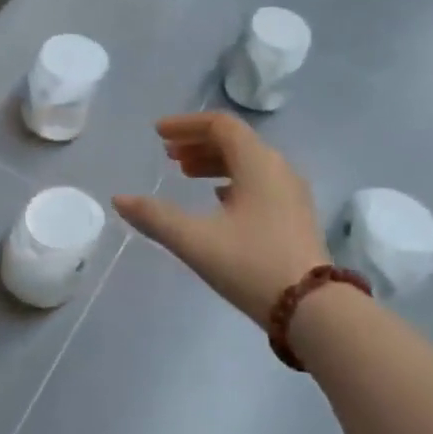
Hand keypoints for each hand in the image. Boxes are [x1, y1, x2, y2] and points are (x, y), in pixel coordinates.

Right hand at [113, 112, 328, 323]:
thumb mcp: (195, 240)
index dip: (186, 124)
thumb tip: (120, 199)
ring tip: (186, 174)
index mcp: (258, 164)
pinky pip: (259, 183)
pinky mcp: (294, 216)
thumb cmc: (251, 265)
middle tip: (168, 154)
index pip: (221, 126)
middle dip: (198, 142)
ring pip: (248, 163)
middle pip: (236, 141)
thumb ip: (155, 216)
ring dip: (214, 162)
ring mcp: (290, 193)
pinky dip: (232, 181)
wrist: (312, 309)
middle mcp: (278, 169)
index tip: (158, 133)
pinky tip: (218, 200)